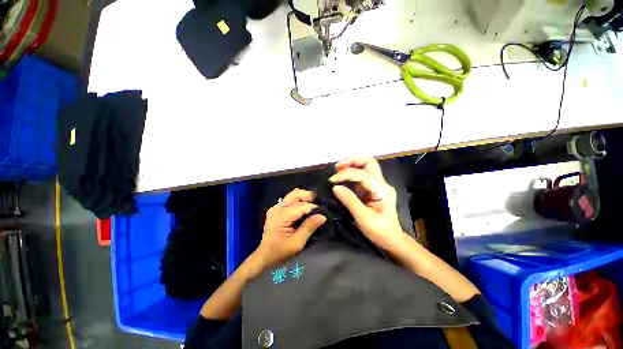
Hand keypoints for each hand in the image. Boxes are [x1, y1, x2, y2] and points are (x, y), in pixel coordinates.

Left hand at [255, 188, 326, 267]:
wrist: (265, 256)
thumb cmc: (281, 252)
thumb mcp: (297, 242)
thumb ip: (309, 227)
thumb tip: (322, 216)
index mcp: (281, 216)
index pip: (300, 205)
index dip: (313, 207)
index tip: (322, 213)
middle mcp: (277, 208)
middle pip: (295, 194)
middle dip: (309, 196)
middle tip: (320, 204)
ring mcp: (275, 207)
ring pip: (293, 194)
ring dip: (304, 197)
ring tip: (314, 205)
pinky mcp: (276, 209)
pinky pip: (290, 199)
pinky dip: (299, 200)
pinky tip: (305, 207)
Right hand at [330, 156, 407, 251]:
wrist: (391, 240)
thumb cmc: (380, 231)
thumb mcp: (364, 218)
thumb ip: (350, 201)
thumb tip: (335, 187)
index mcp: (382, 189)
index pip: (362, 174)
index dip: (346, 174)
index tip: (332, 180)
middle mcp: (381, 183)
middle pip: (369, 162)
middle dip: (352, 161)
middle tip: (337, 167)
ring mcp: (376, 185)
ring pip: (365, 166)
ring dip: (351, 165)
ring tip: (337, 169)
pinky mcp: (370, 189)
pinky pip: (360, 176)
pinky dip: (350, 173)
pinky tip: (341, 177)